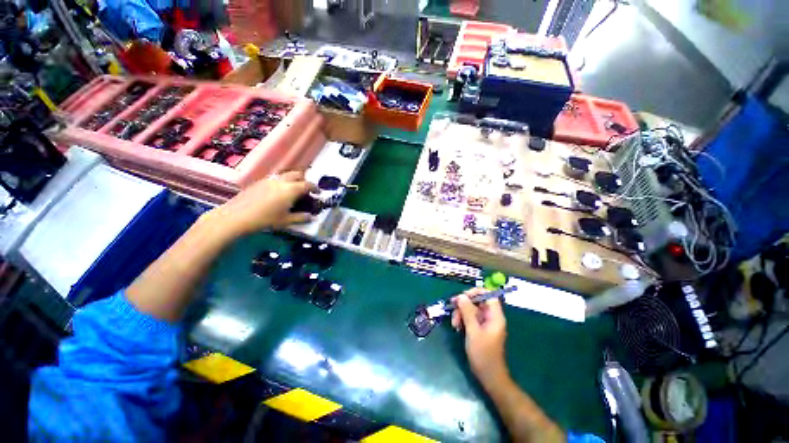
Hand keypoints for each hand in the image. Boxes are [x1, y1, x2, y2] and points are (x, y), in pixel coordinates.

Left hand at [209, 171, 317, 235]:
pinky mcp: (259, 182)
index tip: (318, 193)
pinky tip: (277, 193)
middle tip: (305, 190)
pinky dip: (281, 182)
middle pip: (297, 174)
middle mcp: (282, 181)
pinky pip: (275, 178)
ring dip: (292, 180)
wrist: (236, 216)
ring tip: (292, 191)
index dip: (315, 188)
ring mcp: (269, 180)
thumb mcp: (286, 221)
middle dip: (304, 180)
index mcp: (291, 189)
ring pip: (285, 175)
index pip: (308, 185)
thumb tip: (312, 217)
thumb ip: (301, 217)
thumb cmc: (265, 219)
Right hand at [452, 288, 508, 385]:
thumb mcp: (473, 331)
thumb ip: (467, 312)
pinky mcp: (480, 329)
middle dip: (464, 305)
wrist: (489, 376)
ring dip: (461, 313)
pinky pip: (470, 318)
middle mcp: (491, 317)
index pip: (488, 295)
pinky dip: (462, 320)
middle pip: (477, 301)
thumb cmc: (483, 354)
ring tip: (454, 324)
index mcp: (495, 316)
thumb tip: (461, 296)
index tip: (462, 296)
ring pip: (471, 310)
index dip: (476, 292)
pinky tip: (457, 327)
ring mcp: (485, 323)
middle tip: (453, 309)